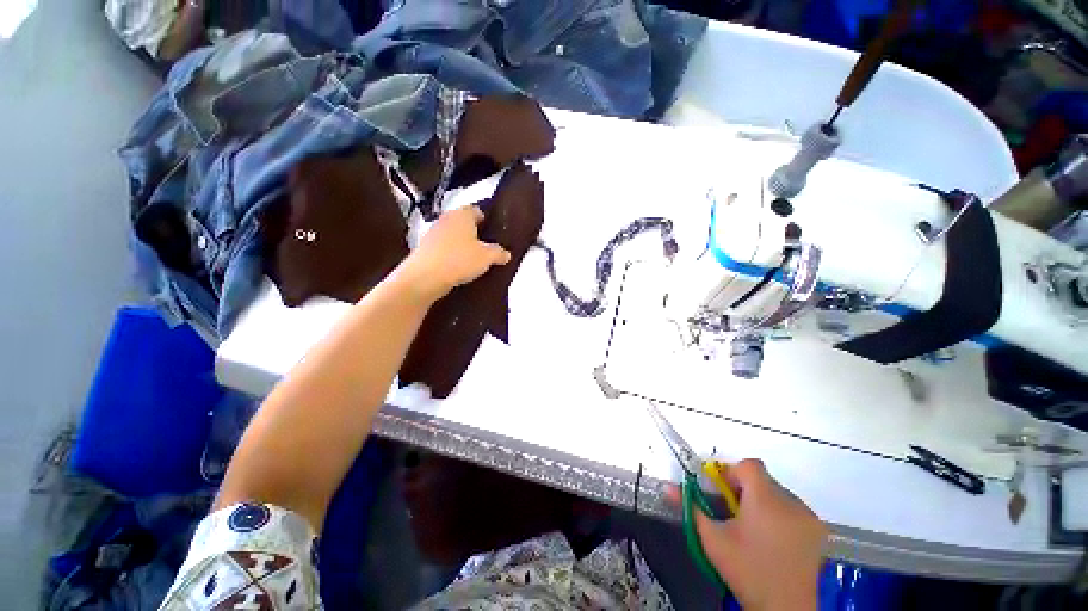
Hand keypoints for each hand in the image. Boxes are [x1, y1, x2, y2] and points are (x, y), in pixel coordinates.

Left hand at [395, 206, 511, 302]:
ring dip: (461, 244)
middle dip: (474, 233)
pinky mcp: (425, 248)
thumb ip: (498, 253)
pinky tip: (458, 267)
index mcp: (462, 214)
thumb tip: (506, 254)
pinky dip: (451, 254)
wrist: (425, 277)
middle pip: (463, 222)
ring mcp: (433, 233)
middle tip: (486, 247)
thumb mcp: (487, 257)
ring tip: (473, 259)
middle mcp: (446, 219)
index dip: (486, 220)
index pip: (477, 210)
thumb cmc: (459, 260)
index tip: (493, 231)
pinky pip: (443, 248)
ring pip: (453, 235)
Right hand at [696, 459, 825, 610]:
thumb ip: (691, 508)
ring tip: (754, 531)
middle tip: (734, 515)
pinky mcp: (818, 531)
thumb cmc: (747, 571)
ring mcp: (809, 517)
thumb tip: (668, 487)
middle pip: (762, 480)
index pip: (749, 465)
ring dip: (762, 503)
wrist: (787, 610)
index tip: (723, 493)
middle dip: (745, 491)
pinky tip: (772, 540)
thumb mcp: (713, 540)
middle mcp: (791, 502)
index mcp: (765, 499)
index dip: (732, 473)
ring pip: (778, 494)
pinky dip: (780, 516)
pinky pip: (793, 510)